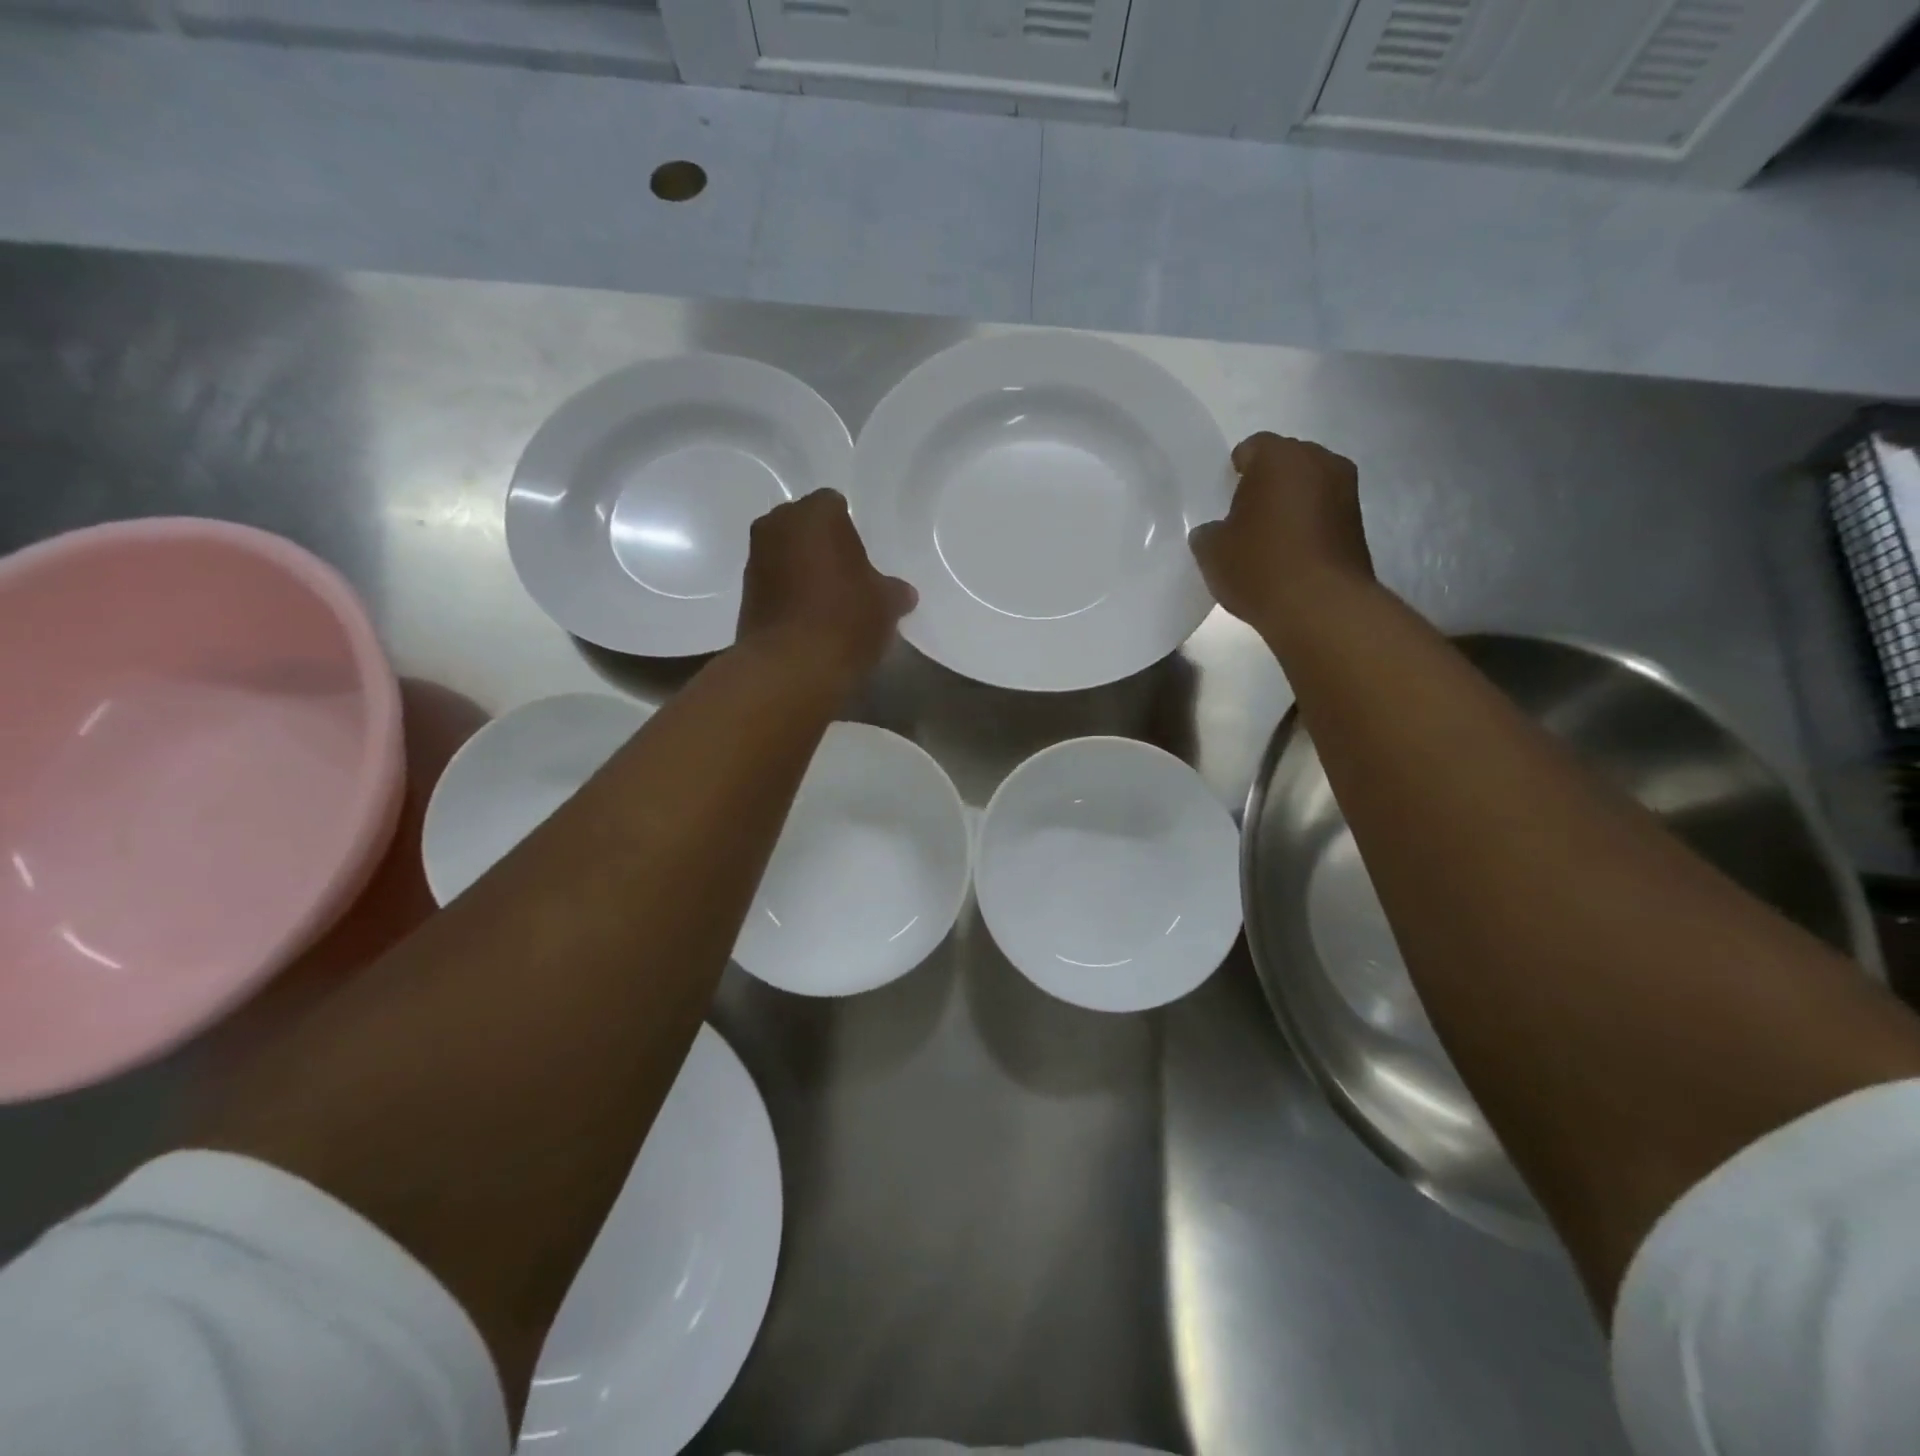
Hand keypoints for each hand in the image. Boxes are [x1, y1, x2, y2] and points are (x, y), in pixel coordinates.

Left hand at [737, 489, 915, 685]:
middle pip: (805, 527)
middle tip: (846, 577)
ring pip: (786, 554)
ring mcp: (755, 559)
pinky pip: (774, 584)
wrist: (790, 667)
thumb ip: (894, 591)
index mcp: (815, 514)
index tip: (862, 559)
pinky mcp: (744, 594)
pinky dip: (788, 595)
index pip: (835, 505)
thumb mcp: (886, 604)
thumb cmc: (845, 619)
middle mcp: (777, 525)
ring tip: (828, 603)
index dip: (850, 531)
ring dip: (802, 570)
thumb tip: (902, 593)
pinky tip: (809, 621)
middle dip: (822, 546)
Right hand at [1188, 432, 1372, 631]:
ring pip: (1309, 486)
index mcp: (1280, 457)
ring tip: (1269, 537)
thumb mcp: (1212, 551)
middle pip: (1286, 462)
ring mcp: (1347, 491)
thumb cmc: (1260, 566)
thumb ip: (1208, 532)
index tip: (1224, 496)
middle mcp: (1320, 462)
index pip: (1252, 448)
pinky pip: (1324, 512)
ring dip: (1291, 504)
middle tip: (1245, 515)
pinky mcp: (1358, 524)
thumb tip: (1214, 531)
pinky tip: (1290, 554)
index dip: (1235, 471)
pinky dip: (1308, 525)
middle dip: (1266, 483)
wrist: (1321, 607)